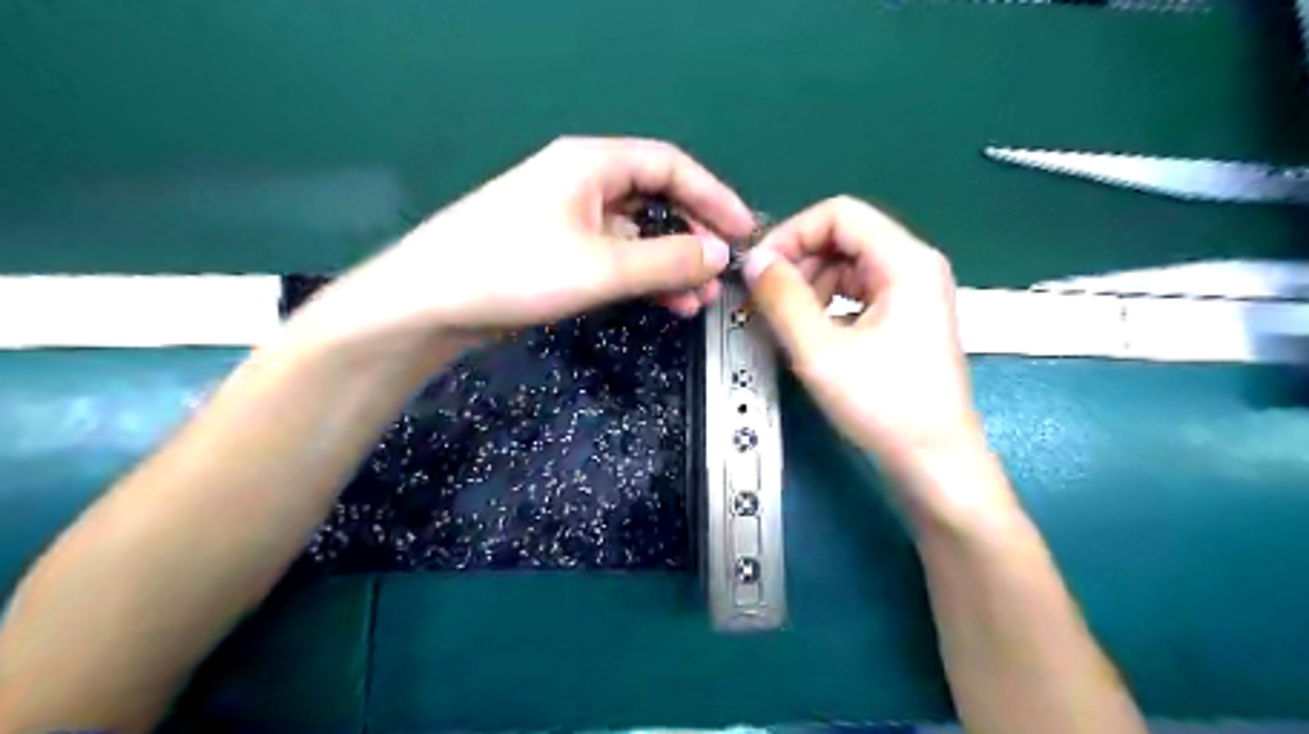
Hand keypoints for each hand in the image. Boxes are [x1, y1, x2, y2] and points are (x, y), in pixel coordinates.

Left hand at [290, 136, 750, 351]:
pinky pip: (615, 257)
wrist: (431, 303)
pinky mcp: (559, 250)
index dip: (713, 196)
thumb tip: (721, 254)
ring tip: (698, 299)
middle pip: (656, 199)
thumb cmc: (515, 270)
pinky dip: (642, 277)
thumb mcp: (602, 266)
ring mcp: (570, 218)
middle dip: (693, 236)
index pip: (671, 166)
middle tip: (721, 273)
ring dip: (670, 263)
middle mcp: (583, 182)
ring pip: (637, 234)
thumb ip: (668, 260)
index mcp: (592, 164)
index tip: (744, 231)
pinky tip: (664, 303)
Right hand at [740, 197, 986, 474]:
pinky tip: (807, 334)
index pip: (838, 214)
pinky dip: (825, 306)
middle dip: (797, 263)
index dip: (791, 234)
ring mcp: (911, 294)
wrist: (934, 462)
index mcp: (905, 261)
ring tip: (781, 323)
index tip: (759, 270)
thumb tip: (755, 262)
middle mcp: (913, 267)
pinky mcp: (904, 320)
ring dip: (807, 287)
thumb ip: (783, 299)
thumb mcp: (821, 351)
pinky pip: (856, 294)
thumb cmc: (884, 405)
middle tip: (763, 301)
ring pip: (846, 267)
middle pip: (843, 238)